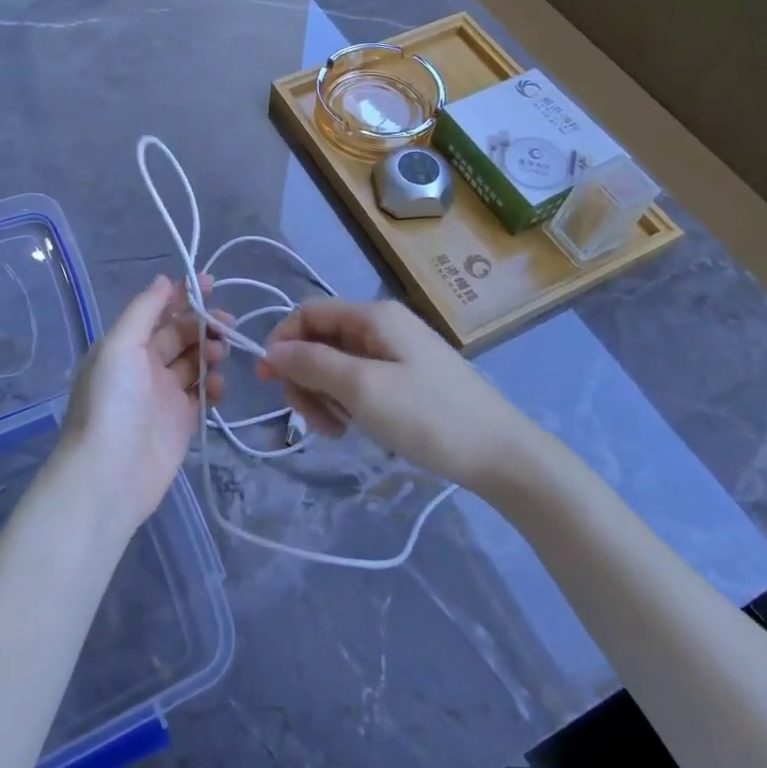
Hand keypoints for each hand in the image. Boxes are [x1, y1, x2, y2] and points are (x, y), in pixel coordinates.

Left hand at [52, 275, 228, 533]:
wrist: (110, 474)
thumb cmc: (112, 403)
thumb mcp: (120, 346)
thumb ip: (143, 311)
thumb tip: (163, 279)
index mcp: (125, 346)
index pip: (158, 313)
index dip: (182, 296)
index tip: (210, 283)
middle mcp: (144, 367)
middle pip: (180, 335)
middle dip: (203, 324)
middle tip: (226, 322)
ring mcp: (163, 396)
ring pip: (194, 363)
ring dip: (210, 352)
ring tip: (219, 353)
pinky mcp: (181, 423)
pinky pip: (202, 396)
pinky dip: (214, 387)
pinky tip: (219, 386)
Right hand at [256, 298, 531, 490]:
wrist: (499, 453)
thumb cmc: (428, 416)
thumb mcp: (362, 389)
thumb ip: (312, 364)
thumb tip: (271, 350)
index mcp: (373, 316)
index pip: (308, 313)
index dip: (281, 342)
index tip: (267, 382)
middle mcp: (382, 326)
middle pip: (320, 340)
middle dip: (305, 377)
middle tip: (312, 420)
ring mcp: (395, 353)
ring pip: (336, 364)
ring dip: (324, 395)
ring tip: (336, 430)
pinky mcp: (404, 378)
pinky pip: (358, 381)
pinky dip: (346, 402)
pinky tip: (353, 428)